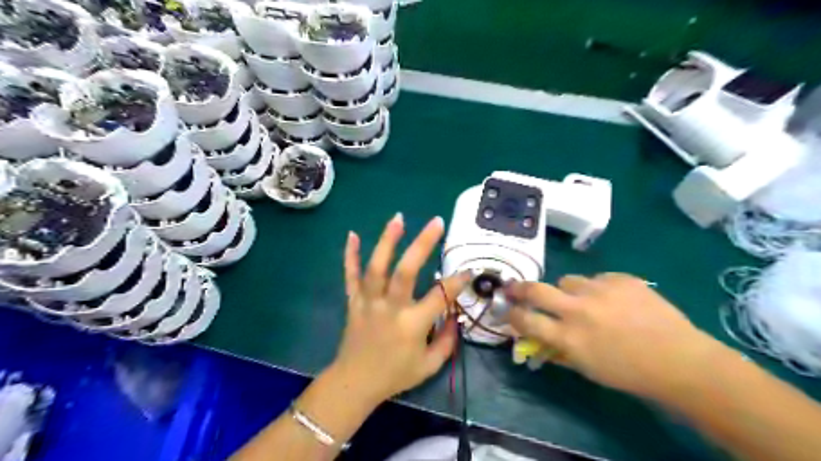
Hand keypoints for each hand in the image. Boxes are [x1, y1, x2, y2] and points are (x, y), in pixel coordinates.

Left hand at [328, 214, 467, 405]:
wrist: (354, 383)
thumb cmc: (395, 375)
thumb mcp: (429, 365)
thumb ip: (447, 341)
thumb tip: (456, 316)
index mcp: (412, 325)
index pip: (439, 296)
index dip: (457, 281)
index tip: (469, 270)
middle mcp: (390, 308)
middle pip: (405, 271)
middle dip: (422, 244)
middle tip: (436, 222)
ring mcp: (368, 302)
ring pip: (376, 267)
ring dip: (387, 241)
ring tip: (399, 218)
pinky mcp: (353, 301)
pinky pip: (350, 275)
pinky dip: (350, 255)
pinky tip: (353, 234)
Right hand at [508, 272, 719, 396]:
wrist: (681, 361)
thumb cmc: (630, 373)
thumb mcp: (587, 368)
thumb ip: (558, 350)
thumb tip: (537, 338)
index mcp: (568, 336)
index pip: (525, 319)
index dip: (512, 313)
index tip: (507, 309)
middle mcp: (578, 309)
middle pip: (536, 289)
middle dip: (519, 287)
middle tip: (514, 287)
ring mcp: (600, 290)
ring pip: (568, 280)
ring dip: (568, 290)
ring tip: (586, 301)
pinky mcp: (620, 278)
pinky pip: (597, 278)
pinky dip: (599, 288)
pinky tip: (615, 301)